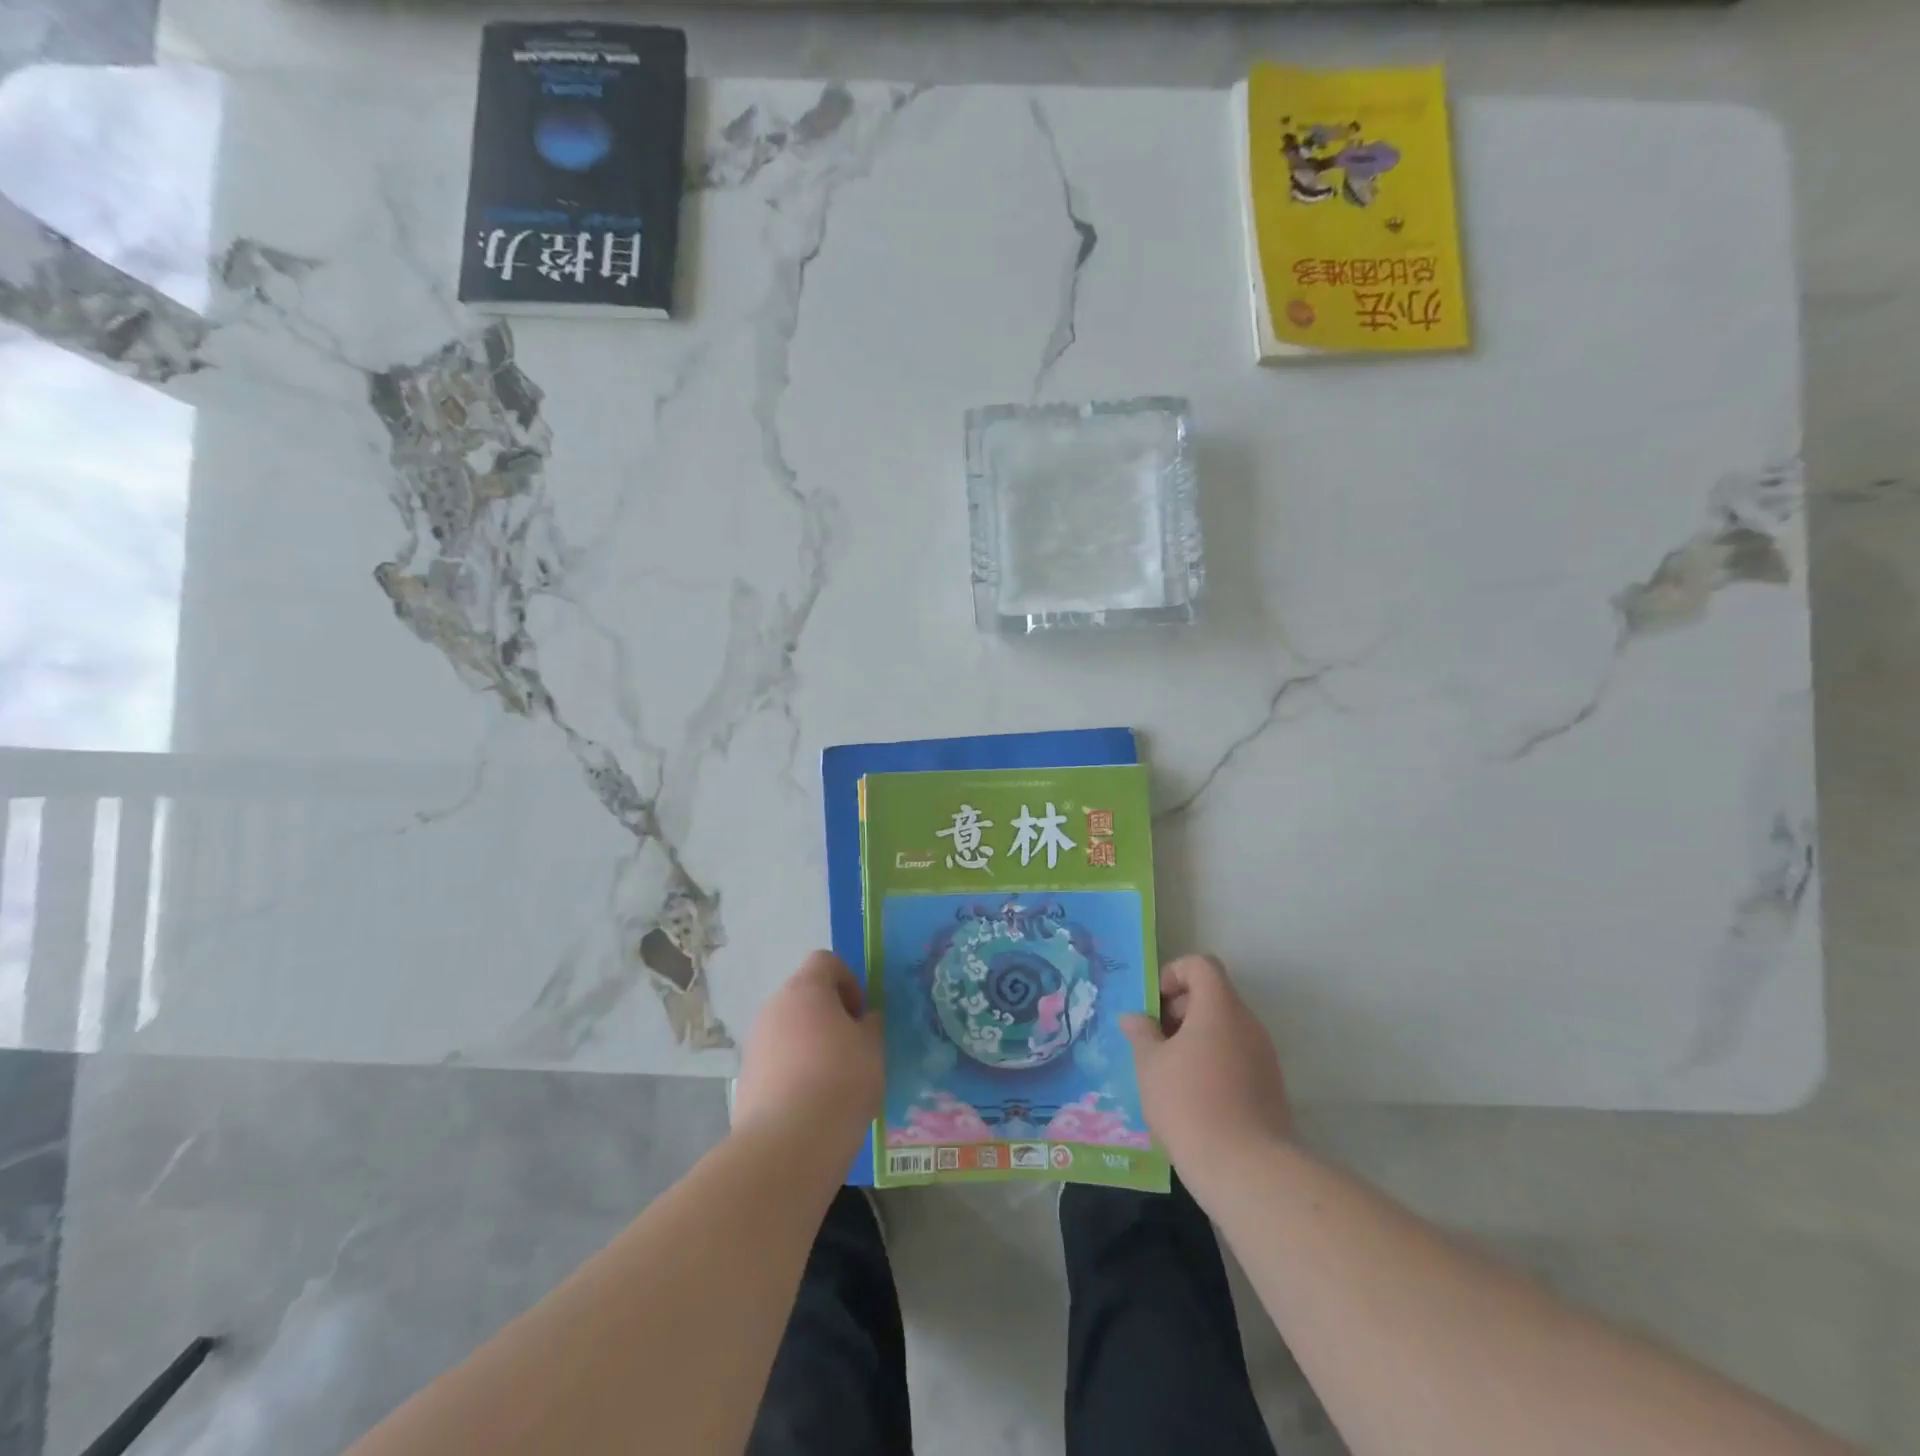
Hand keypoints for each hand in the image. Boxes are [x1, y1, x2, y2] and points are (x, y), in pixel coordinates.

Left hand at [734, 951, 882, 1143]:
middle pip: (805, 995)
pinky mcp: (746, 1077)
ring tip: (834, 1081)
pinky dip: (795, 1071)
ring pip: (790, 1029)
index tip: (862, 1015)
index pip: (826, 961)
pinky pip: (777, 1060)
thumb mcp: (872, 1047)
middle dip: (830, 1015)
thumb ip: (870, 1025)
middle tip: (853, 1048)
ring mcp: (756, 1042)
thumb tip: (862, 1020)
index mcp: (805, 989)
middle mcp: (774, 1007)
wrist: (787, 1144)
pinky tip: (812, 1103)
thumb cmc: (840, 1081)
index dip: (849, 980)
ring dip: (811, 1044)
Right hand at [1122, 954, 1291, 1180]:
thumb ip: (1141, 1033)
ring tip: (1169, 1073)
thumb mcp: (1149, 1064)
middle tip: (1155, 1041)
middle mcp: (1248, 1024)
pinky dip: (1214, 1064)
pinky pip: (1237, 1058)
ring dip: (1196, 1039)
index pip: (1201, 965)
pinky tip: (1193, 1098)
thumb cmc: (1189, 1103)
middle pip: (1214, 996)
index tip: (1156, 1006)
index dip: (1174, 974)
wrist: (1246, 1169)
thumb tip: (1134, 1018)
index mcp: (1219, 1008)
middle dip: (1181, 1010)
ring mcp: (1264, 1056)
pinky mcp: (1271, 1087)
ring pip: (1225, 1029)